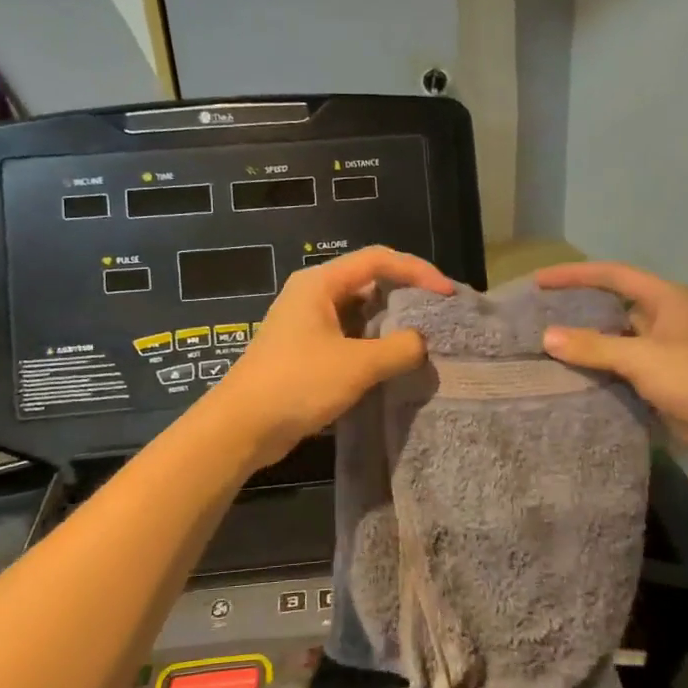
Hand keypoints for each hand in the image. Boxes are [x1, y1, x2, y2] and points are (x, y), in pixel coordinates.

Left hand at [212, 246, 453, 466]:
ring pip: (359, 312)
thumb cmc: (297, 384)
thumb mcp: (357, 365)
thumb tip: (421, 344)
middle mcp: (313, 295)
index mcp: (320, 283)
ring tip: (423, 340)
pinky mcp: (305, 351)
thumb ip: (399, 349)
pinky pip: (349, 336)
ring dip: (390, 324)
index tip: (446, 294)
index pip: (378, 260)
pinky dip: (373, 344)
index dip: (417, 271)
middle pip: (369, 281)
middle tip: (438, 315)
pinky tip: (393, 363)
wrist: (241, 427)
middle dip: (406, 296)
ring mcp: (307, 323)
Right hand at [536, 261, 687, 462]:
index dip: (575, 274)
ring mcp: (664, 349)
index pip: (612, 275)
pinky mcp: (662, 378)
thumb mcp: (640, 357)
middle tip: (540, 313)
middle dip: (578, 307)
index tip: (541, 280)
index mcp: (664, 298)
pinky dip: (599, 369)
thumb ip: (593, 347)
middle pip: (613, 304)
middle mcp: (663, 318)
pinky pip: (622, 366)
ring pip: (616, 338)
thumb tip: (547, 336)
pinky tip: (572, 375)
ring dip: (587, 342)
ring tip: (547, 344)